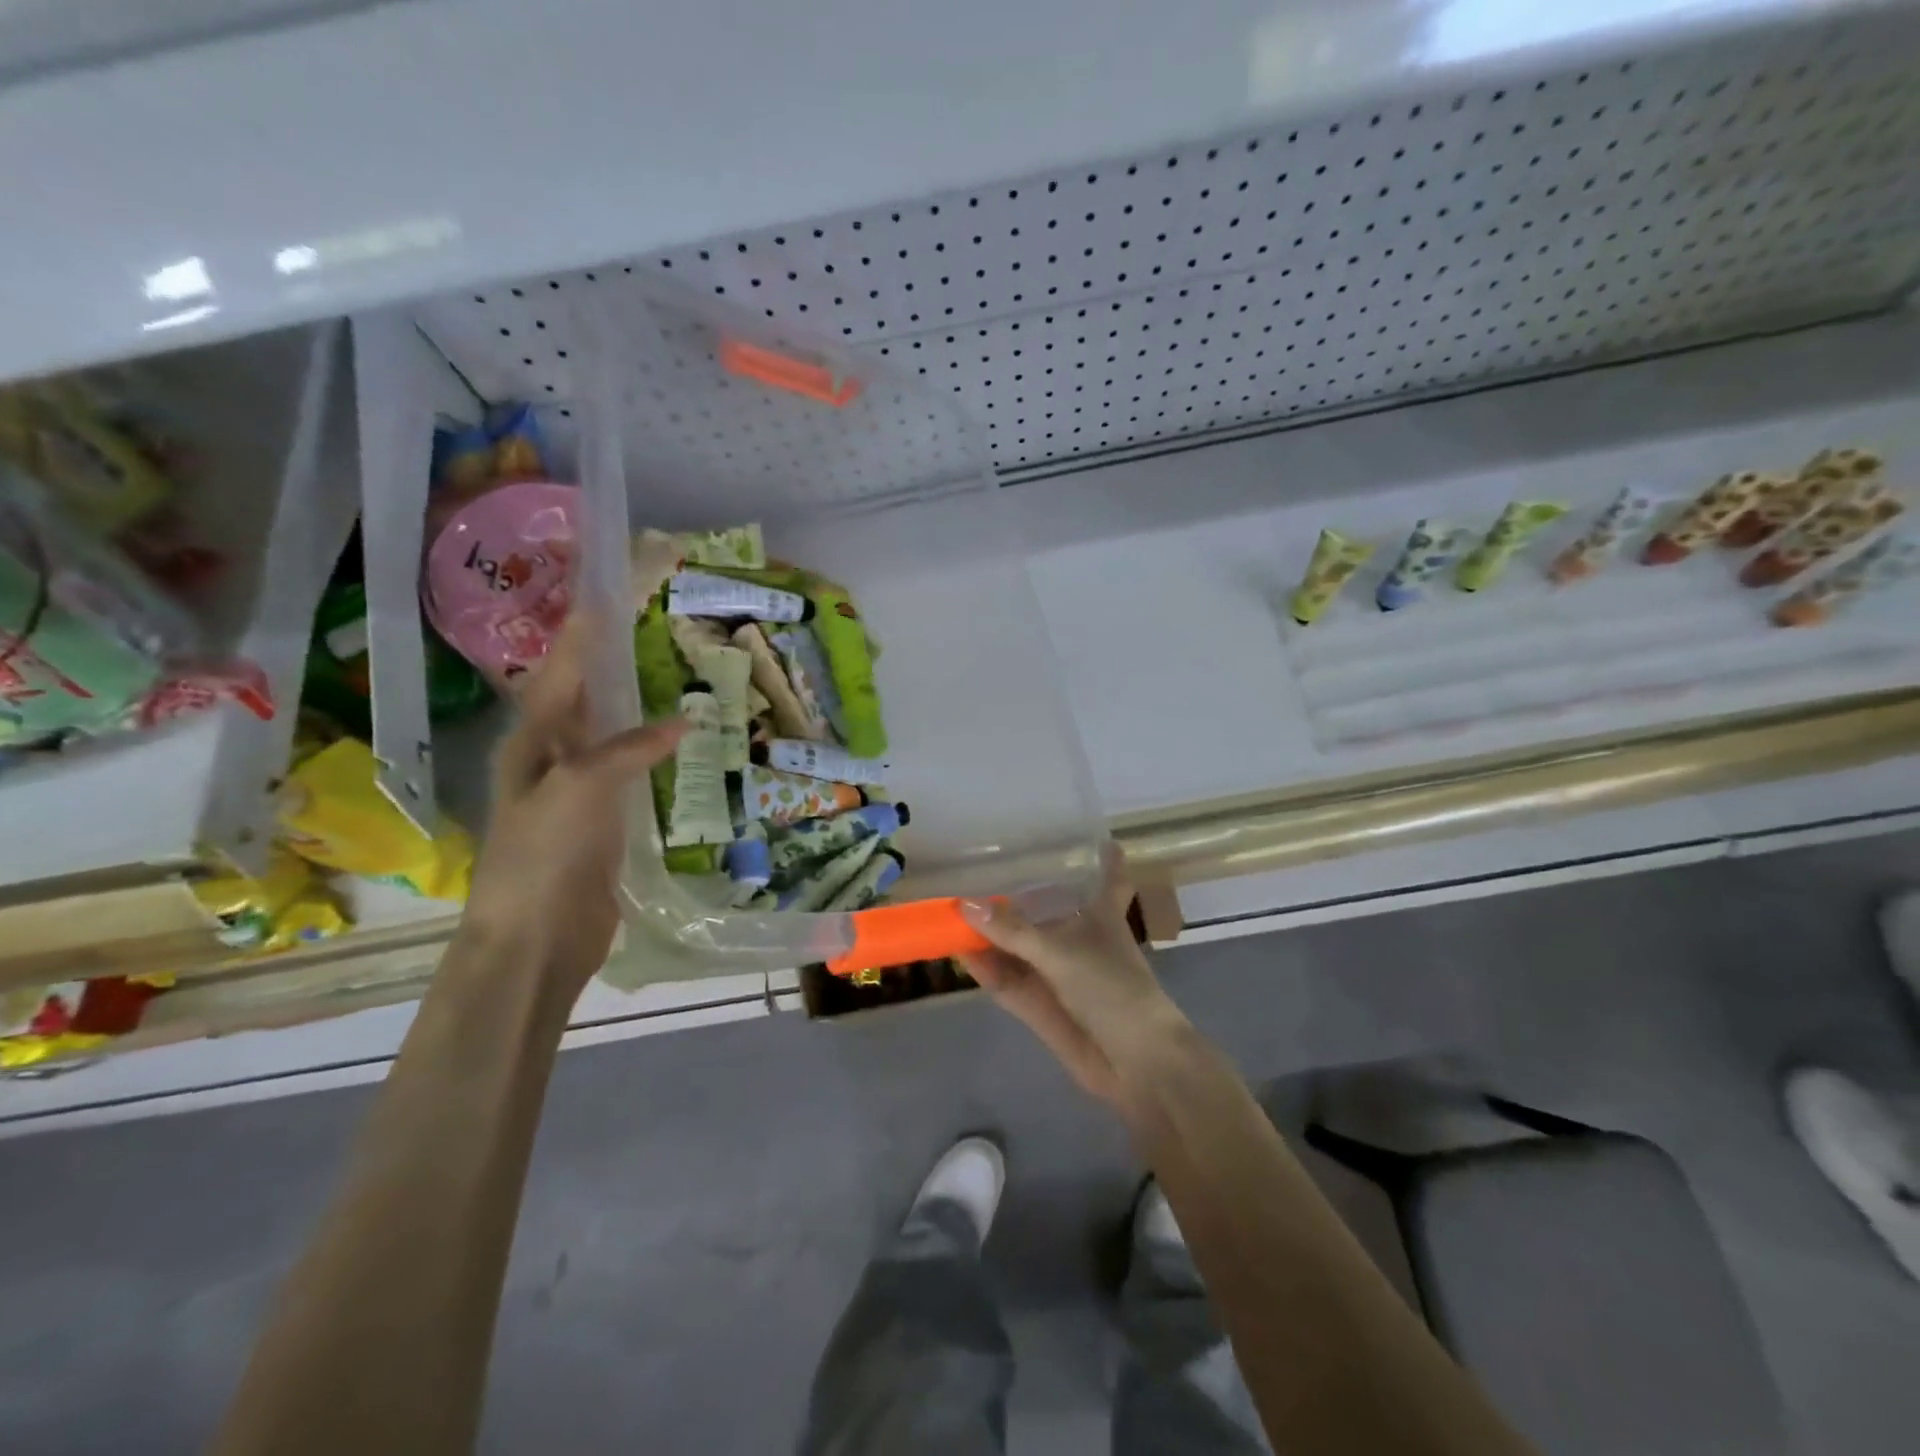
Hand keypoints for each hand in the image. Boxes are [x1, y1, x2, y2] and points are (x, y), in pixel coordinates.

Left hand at [463, 615, 686, 995]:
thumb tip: (685, 722)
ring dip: (630, 704)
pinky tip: (675, 741)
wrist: (536, 938)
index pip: (559, 674)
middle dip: (606, 662)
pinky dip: (650, 750)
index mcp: (531, 743)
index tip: (603, 597)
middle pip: (580, 698)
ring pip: (607, 732)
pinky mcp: (604, 820)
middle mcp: (551, 758)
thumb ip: (628, 748)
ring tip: (664, 673)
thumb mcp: (579, 789)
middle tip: (643, 627)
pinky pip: (629, 770)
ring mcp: (578, 791)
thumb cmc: (543, 857)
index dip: (580, 637)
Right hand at [959, 847, 1187, 1103]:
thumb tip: (965, 904)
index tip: (1098, 835)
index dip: (1107, 856)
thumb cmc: (1112, 988)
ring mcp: (1057, 971)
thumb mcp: (1061, 952)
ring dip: (990, 932)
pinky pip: (1007, 978)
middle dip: (1017, 893)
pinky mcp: (1040, 1004)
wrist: (1134, 1062)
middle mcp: (1078, 937)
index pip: (1109, 876)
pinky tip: (956, 951)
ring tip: (951, 905)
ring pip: (1019, 944)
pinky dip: (984, 967)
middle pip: (1046, 908)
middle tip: (979, 863)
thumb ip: (1012, 930)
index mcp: (1100, 914)